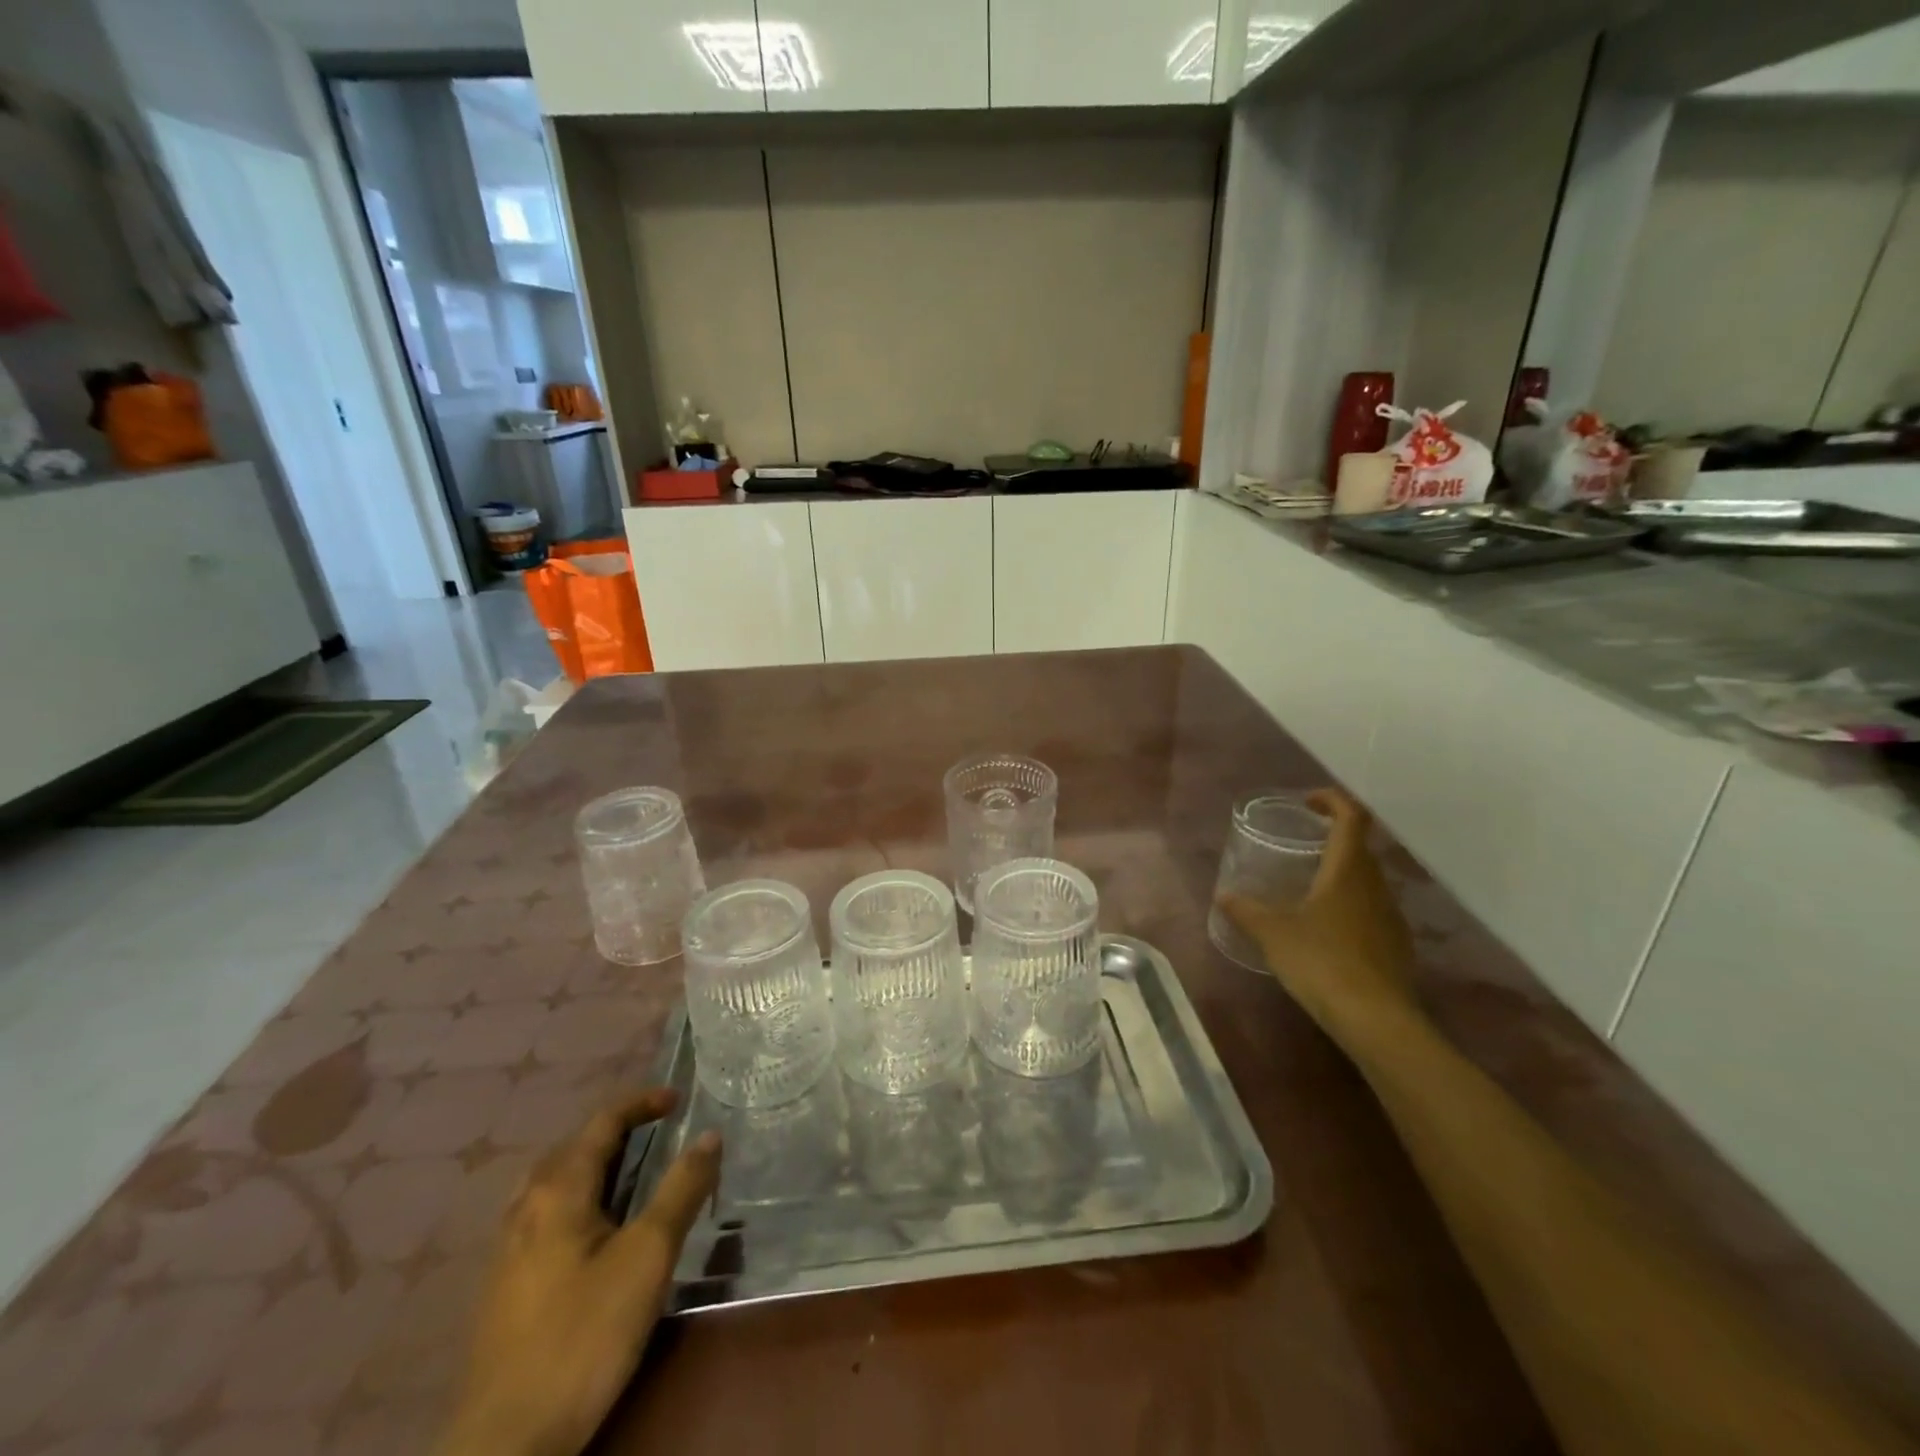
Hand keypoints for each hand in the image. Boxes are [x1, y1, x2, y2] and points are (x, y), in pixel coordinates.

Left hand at [435, 1090, 721, 1455]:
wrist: (505, 1445)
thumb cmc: (583, 1335)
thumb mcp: (647, 1257)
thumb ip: (680, 1190)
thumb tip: (709, 1135)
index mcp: (557, 1189)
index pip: (602, 1122)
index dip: (641, 1102)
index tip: (678, 1098)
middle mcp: (525, 1206)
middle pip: (573, 1147)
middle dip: (616, 1129)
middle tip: (659, 1131)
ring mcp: (507, 1249)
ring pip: (553, 1182)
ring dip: (593, 1163)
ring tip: (629, 1172)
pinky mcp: (504, 1286)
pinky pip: (544, 1213)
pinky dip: (577, 1196)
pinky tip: (593, 1230)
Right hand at [1220, 788, 1418, 1035]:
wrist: (1376, 1020)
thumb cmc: (1321, 961)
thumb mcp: (1272, 933)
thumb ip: (1245, 911)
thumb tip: (1223, 896)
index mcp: (1347, 870)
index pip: (1351, 817)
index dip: (1332, 801)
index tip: (1308, 802)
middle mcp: (1375, 885)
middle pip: (1360, 848)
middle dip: (1332, 839)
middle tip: (1300, 844)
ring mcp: (1390, 916)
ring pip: (1366, 881)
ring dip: (1341, 874)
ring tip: (1307, 887)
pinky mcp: (1395, 946)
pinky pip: (1370, 910)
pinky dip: (1349, 906)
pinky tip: (1325, 930)